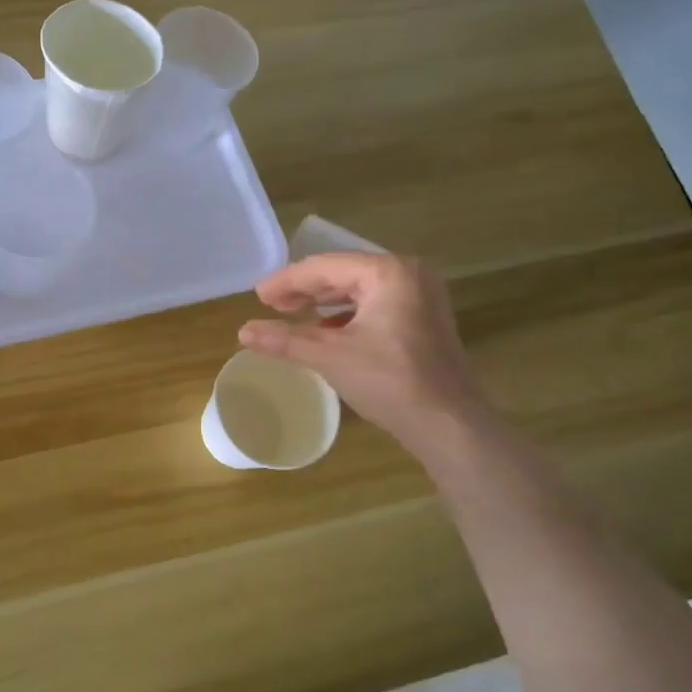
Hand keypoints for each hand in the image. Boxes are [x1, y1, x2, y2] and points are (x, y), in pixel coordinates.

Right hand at [238, 252, 486, 448]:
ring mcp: (421, 295)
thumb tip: (243, 332)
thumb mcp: (330, 357)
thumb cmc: (390, 382)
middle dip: (305, 289)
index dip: (287, 281)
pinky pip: (376, 303)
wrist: (448, 423)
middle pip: (343, 273)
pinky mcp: (424, 318)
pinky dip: (348, 313)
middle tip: (271, 304)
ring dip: (324, 301)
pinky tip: (326, 329)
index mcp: (387, 272)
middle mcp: (408, 273)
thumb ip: (285, 340)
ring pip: (359, 288)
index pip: (325, 267)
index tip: (258, 295)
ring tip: (292, 313)